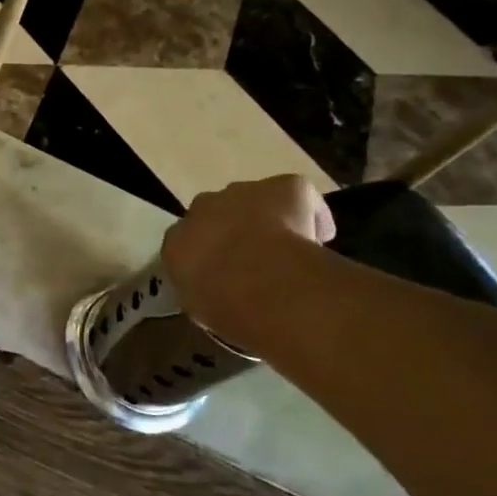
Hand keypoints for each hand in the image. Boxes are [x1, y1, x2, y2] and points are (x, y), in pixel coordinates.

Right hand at [162, 175, 334, 337]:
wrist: (260, 282)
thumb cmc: (222, 304)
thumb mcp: (199, 309)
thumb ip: (202, 292)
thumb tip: (216, 293)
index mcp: (176, 240)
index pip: (186, 242)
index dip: (207, 255)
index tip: (221, 273)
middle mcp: (202, 208)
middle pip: (216, 212)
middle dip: (231, 229)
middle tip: (252, 257)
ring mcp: (241, 192)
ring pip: (253, 200)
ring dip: (265, 218)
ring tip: (286, 247)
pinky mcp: (282, 186)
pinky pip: (297, 196)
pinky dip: (309, 214)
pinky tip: (320, 237)